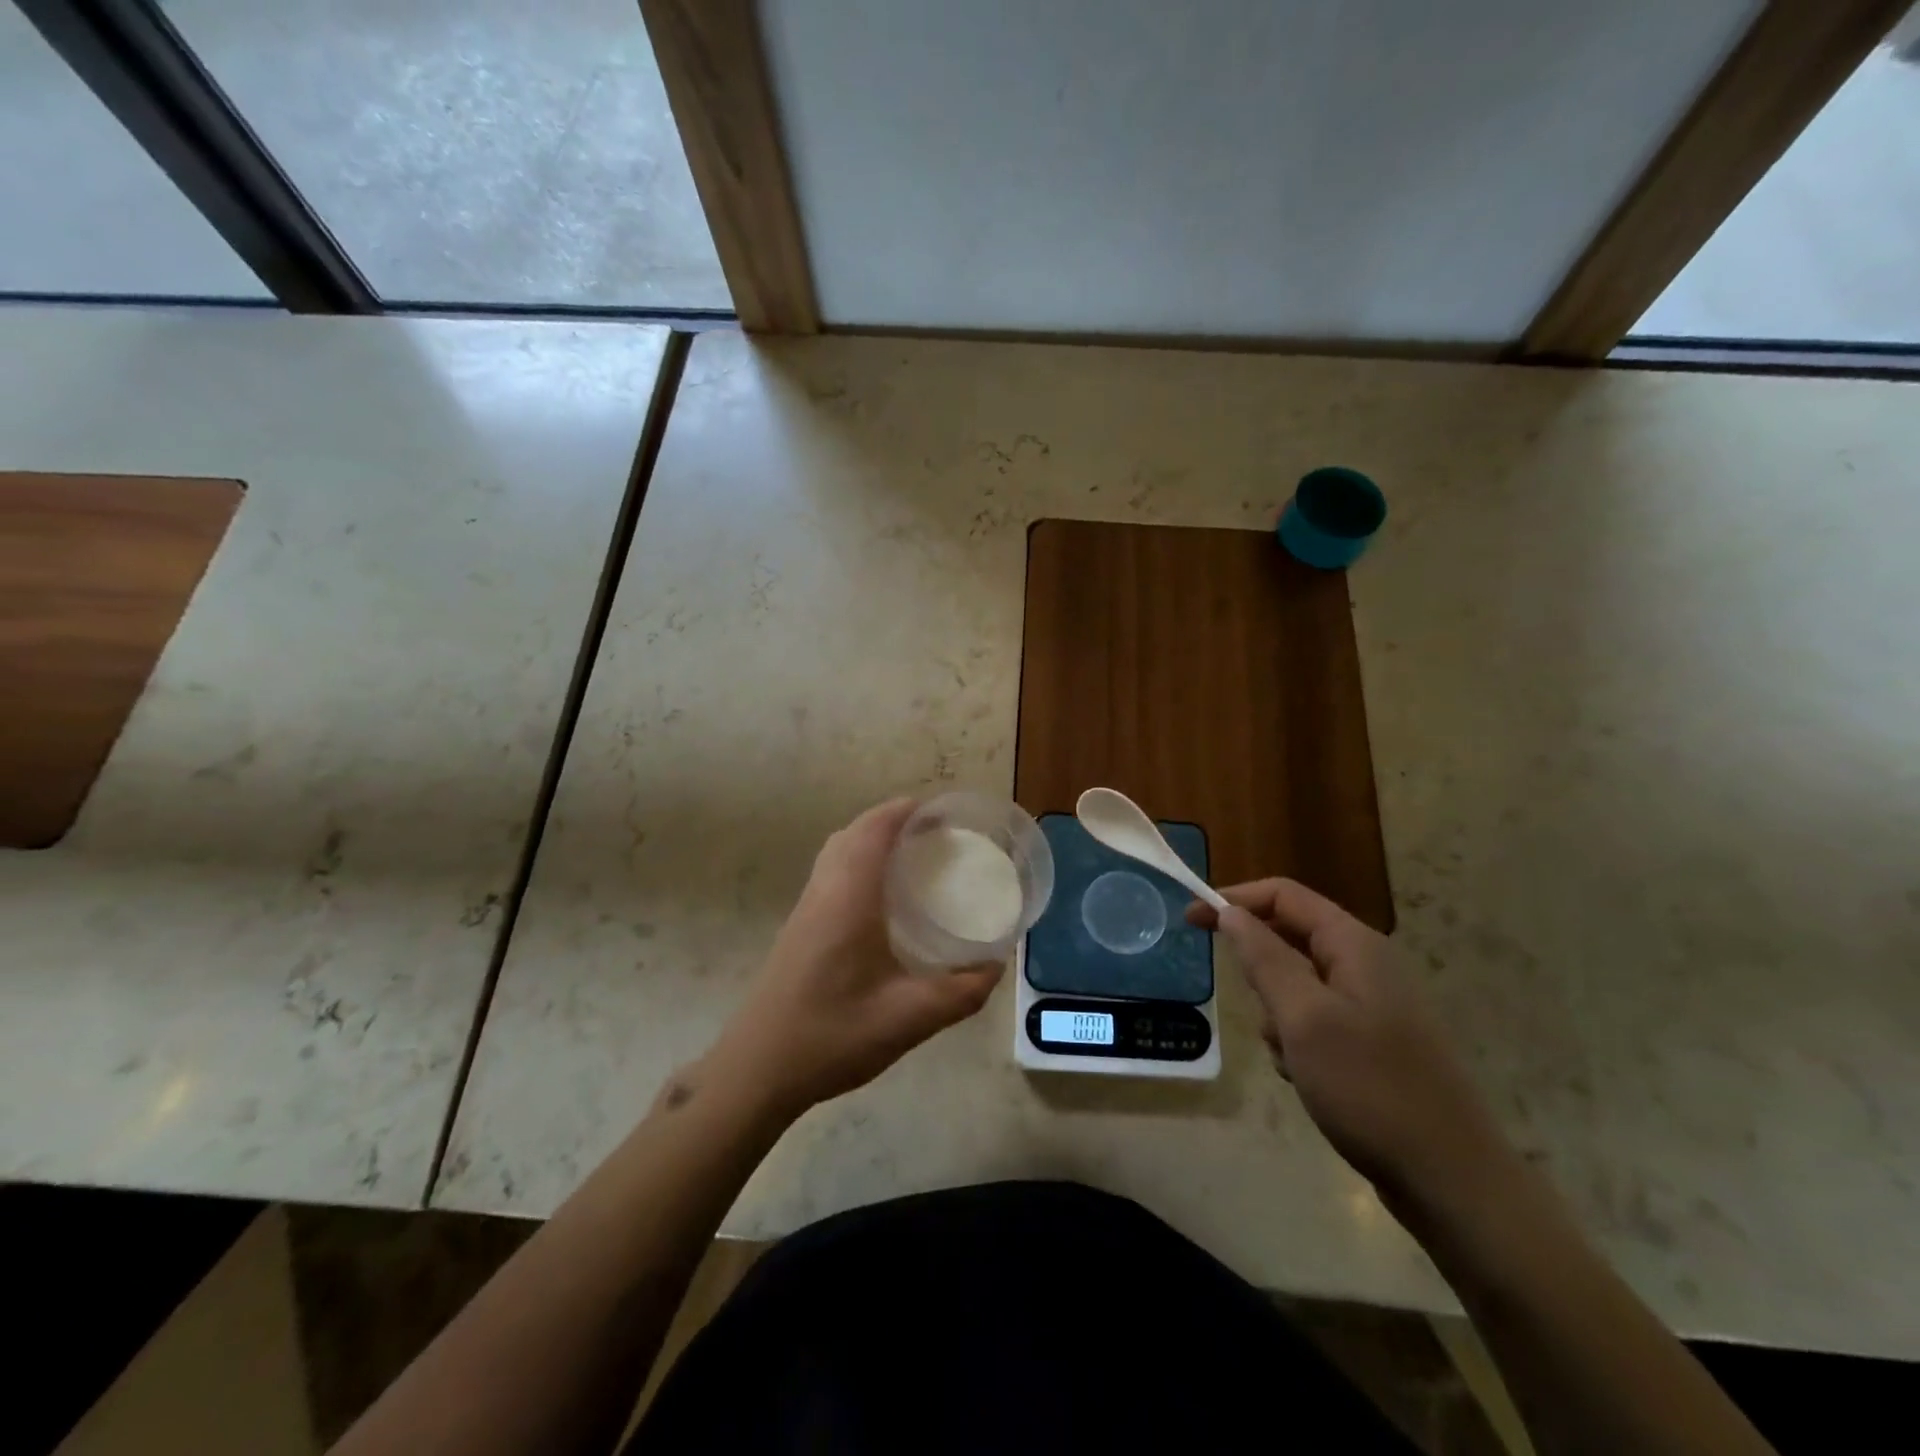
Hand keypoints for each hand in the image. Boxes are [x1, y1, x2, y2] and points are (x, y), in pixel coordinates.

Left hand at [704, 798, 1001, 1118]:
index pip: (874, 830)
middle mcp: (823, 891)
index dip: (906, 810)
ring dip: (872, 839)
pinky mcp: (798, 927)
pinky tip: (881, 899)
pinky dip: (858, 862)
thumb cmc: (832, 1035)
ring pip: (838, 851)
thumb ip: (959, 993)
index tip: (942, 812)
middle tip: (936, 836)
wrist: (757, 1069)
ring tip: (913, 858)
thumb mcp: (908, 1018)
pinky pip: (830, 872)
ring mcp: (805, 908)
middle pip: (855, 833)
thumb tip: (995, 968)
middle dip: (893, 820)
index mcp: (848, 897)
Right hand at [1188, 880, 1508, 1206]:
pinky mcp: (1371, 1042)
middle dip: (1261, 974)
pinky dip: (1297, 1042)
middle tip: (1262, 1016)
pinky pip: (1314, 1021)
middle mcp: (1366, 964)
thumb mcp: (1303, 1016)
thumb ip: (1263, 956)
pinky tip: (1308, 1079)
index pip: (1283, 895)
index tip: (1189, 922)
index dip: (1233, 900)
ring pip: (1296, 986)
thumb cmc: (1369, 1087)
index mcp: (1354, 944)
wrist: (1451, 1180)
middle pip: (1288, 939)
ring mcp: (1371, 1005)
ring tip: (1293, 1058)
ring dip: (1277, 1016)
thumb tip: (1230, 911)